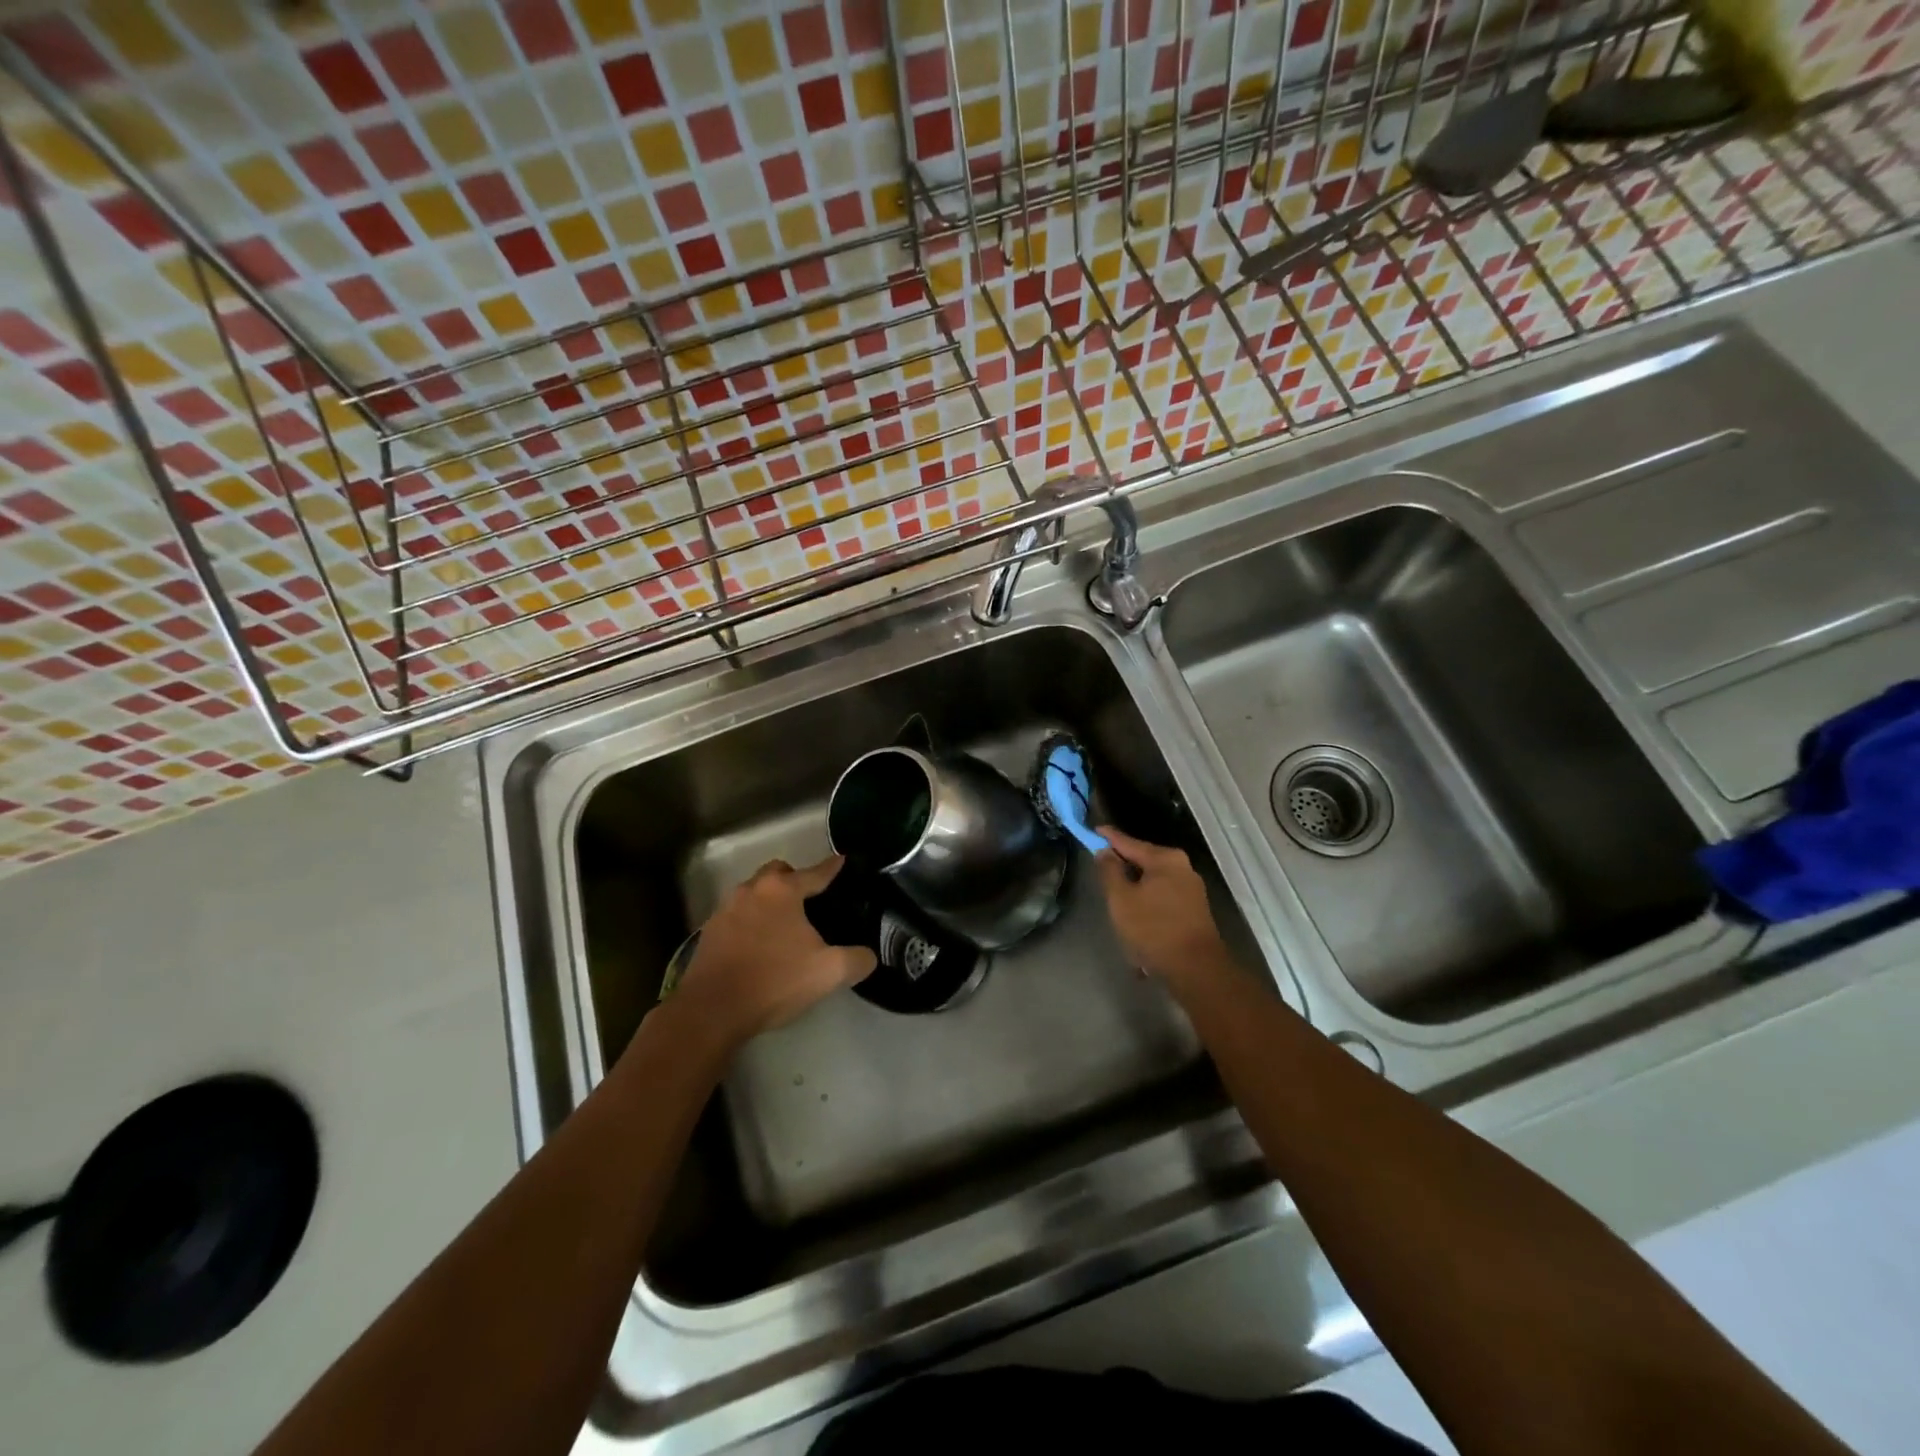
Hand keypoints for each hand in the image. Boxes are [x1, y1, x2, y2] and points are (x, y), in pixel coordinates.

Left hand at [674, 856, 876, 1047]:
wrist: (712, 1010)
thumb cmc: (774, 980)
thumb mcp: (828, 972)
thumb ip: (857, 960)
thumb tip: (868, 956)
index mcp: (782, 890)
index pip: (815, 873)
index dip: (832, 868)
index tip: (842, 860)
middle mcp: (752, 890)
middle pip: (777, 873)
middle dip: (794, 879)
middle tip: (810, 900)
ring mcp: (725, 910)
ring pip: (754, 893)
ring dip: (770, 901)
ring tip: (785, 925)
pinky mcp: (709, 933)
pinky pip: (737, 916)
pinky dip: (751, 922)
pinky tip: (759, 945)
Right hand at [1095, 826, 1236, 994]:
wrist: (1196, 969)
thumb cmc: (1153, 929)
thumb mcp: (1121, 899)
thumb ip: (1110, 871)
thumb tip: (1105, 851)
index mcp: (1165, 859)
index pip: (1129, 842)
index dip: (1108, 837)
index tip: (1093, 830)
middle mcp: (1182, 867)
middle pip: (1143, 860)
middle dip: (1122, 866)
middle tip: (1101, 870)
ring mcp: (1191, 888)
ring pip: (1152, 880)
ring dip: (1134, 889)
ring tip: (1117, 900)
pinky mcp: (1194, 908)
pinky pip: (1162, 896)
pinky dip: (1147, 903)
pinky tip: (1137, 919)